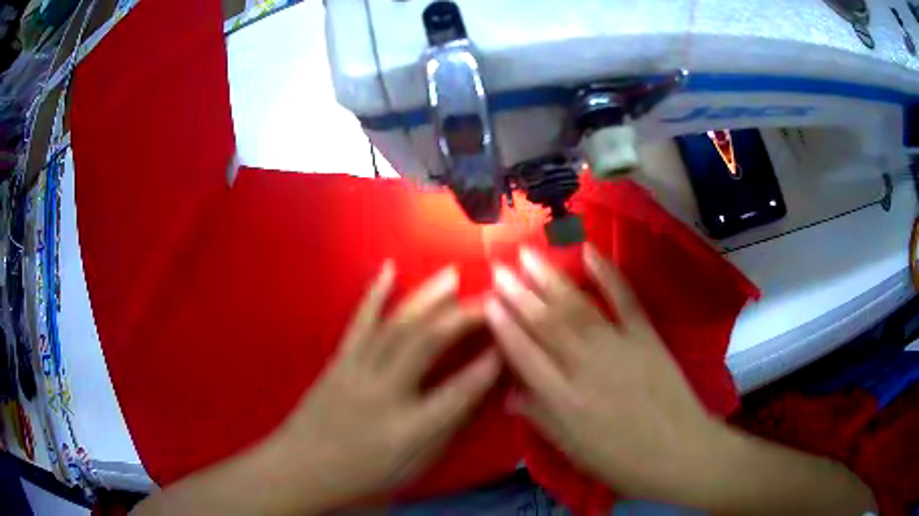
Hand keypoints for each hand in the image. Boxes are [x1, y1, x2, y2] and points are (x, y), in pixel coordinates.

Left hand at [266, 262, 499, 511]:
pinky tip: (388, 269)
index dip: (489, 366)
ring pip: (396, 326)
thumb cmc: (362, 477)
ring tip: (452, 274)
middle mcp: (383, 394)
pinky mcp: (338, 361)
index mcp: (407, 431)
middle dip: (463, 317)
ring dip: (427, 296)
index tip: (510, 342)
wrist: (300, 470)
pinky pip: (359, 322)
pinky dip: (374, 293)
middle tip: (490, 299)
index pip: (459, 392)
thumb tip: (475, 394)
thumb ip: (445, 430)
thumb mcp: (413, 468)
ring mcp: (356, 372)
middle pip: (427, 345)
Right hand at [484, 245, 725, 502]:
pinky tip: (590, 252)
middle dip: (519, 293)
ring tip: (529, 254)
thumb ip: (539, 417)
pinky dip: (608, 273)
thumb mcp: (572, 450)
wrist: (678, 452)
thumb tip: (506, 393)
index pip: (525, 354)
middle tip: (499, 266)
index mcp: (563, 400)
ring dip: (550, 278)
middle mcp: (585, 367)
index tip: (486, 299)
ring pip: (577, 307)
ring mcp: (618, 346)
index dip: (504, 326)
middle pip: (547, 324)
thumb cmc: (621, 460)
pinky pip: (625, 299)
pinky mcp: (646, 336)